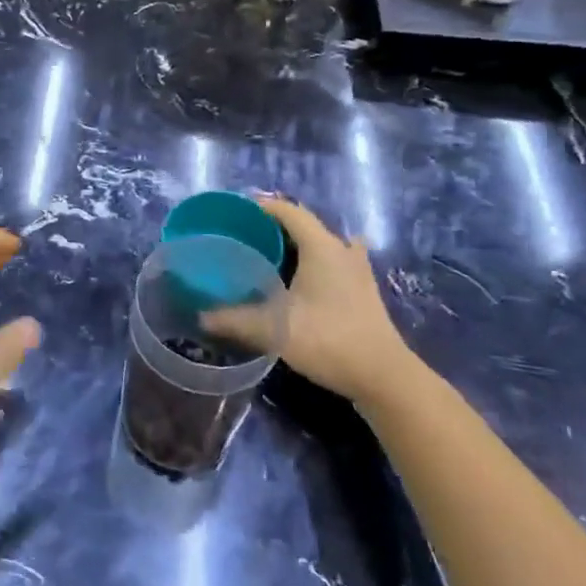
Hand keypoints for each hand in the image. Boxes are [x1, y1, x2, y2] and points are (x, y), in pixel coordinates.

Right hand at [244, 197, 428, 406]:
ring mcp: (357, 270)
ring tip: (270, 255)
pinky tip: (307, 276)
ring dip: (297, 244)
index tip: (233, 214)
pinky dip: (316, 261)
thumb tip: (201, 316)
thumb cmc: (329, 341)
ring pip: (322, 243)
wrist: (383, 377)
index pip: (288, 211)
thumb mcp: (275, 330)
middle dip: (273, 227)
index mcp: (321, 247)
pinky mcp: (363, 290)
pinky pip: (334, 261)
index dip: (260, 207)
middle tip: (243, 238)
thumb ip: (235, 320)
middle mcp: (341, 250)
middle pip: (304, 225)